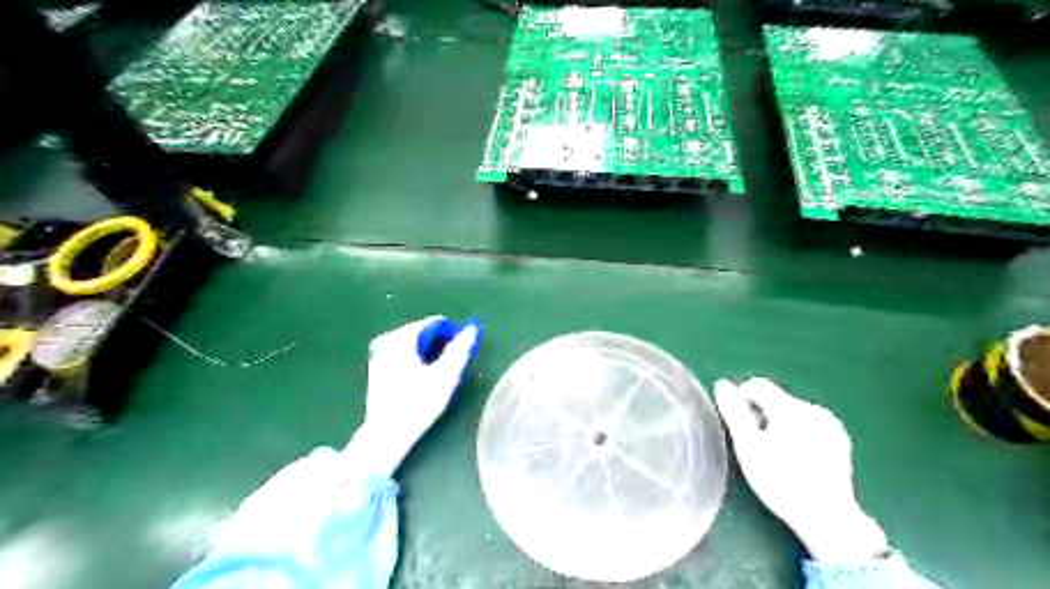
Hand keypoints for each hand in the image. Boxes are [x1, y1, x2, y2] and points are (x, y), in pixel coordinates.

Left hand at [348, 318, 481, 478]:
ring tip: (435, 378)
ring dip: (428, 356)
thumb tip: (472, 328)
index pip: (435, 323)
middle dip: (438, 347)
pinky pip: (403, 355)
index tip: (457, 358)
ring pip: (414, 345)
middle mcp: (386, 340)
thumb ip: (460, 349)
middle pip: (423, 333)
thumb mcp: (445, 375)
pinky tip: (420, 382)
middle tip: (447, 371)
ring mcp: (378, 354)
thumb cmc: (418, 403)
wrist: (387, 434)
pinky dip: (415, 362)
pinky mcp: (376, 367)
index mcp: (401, 337)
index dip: (451, 337)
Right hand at [715, 377, 884, 560]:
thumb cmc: (780, 481)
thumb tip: (722, 385)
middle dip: (760, 416)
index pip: (757, 385)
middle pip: (775, 399)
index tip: (738, 427)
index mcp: (791, 407)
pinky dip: (797, 434)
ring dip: (777, 425)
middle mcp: (813, 409)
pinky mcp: (840, 441)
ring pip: (791, 413)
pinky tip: (796, 460)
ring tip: (774, 456)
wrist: (827, 518)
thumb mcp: (748, 446)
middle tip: (754, 446)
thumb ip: (734, 412)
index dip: (740, 400)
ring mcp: (831, 425)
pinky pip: (809, 425)